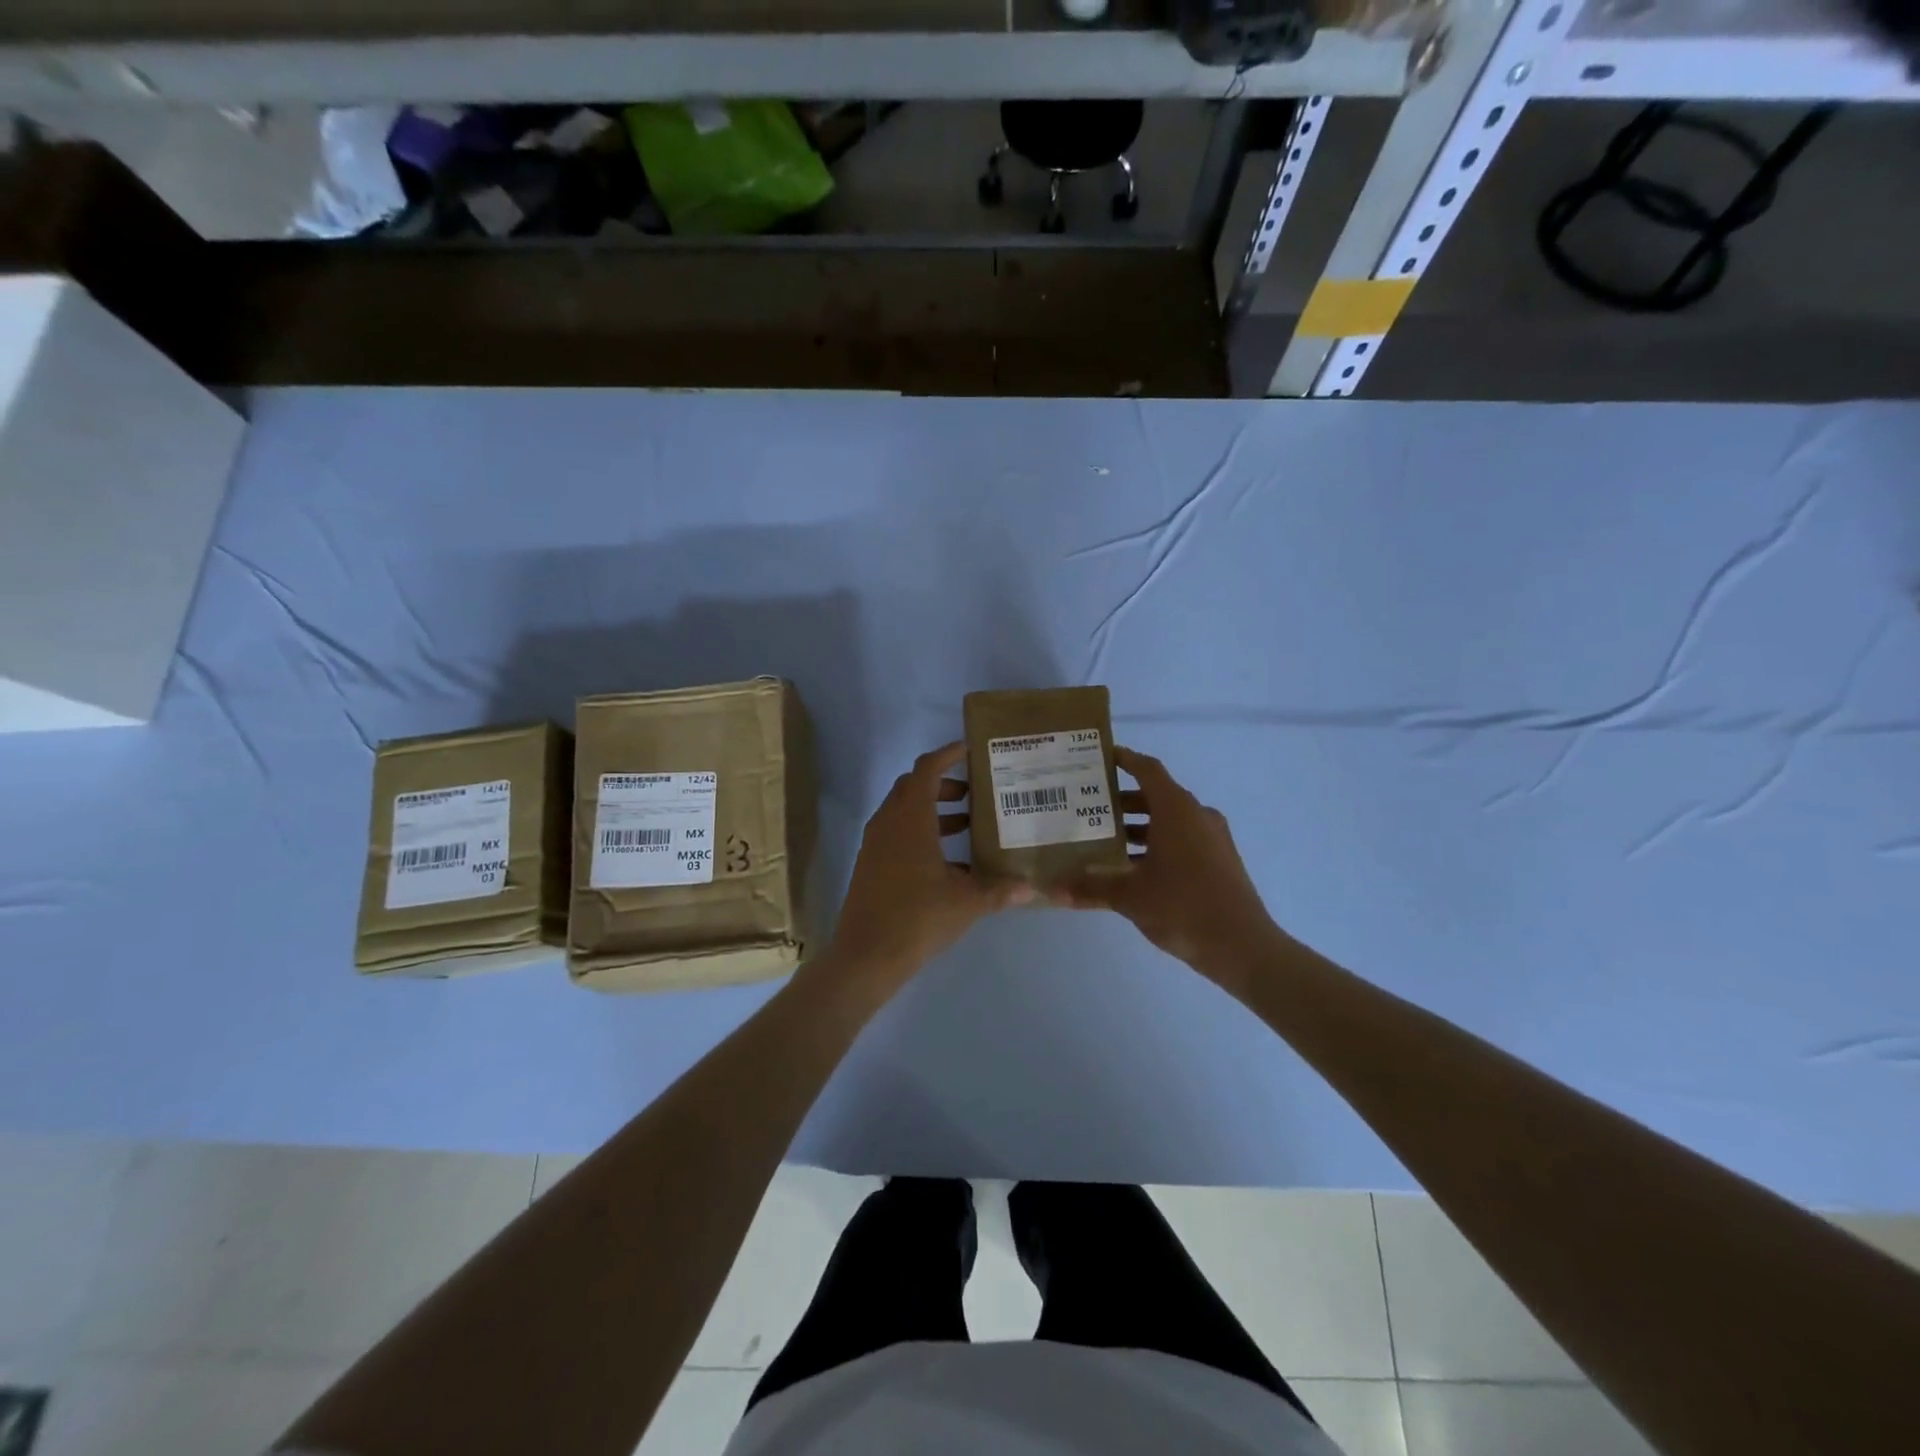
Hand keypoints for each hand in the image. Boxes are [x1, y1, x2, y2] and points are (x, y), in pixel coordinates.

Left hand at [824, 743, 1032, 991]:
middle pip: (913, 786)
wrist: (866, 956)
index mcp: (910, 819)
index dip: (948, 754)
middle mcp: (888, 823)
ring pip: (904, 811)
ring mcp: (875, 844)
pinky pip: (897, 834)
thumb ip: (999, 890)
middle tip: (974, 793)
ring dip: (933, 810)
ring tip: (967, 824)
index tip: (970, 750)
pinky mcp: (870, 865)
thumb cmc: (918, 918)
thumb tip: (1031, 888)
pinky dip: (921, 833)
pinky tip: (948, 862)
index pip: (927, 769)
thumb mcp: (966, 903)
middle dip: (944, 784)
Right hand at [1050, 747, 1280, 983]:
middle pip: (1155, 795)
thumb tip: (1052, 890)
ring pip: (1169, 820)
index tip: (1098, 757)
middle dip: (1121, 800)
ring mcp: (1212, 838)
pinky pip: (1182, 838)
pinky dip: (1157, 843)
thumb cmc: (1183, 907)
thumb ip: (1091, 888)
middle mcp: (1197, 815)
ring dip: (1138, 826)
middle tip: (1087, 807)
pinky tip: (1133, 868)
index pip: (1147, 769)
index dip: (1123, 759)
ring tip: (1103, 839)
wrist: (1242, 946)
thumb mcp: (1130, 897)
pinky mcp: (1219, 860)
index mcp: (1177, 810)